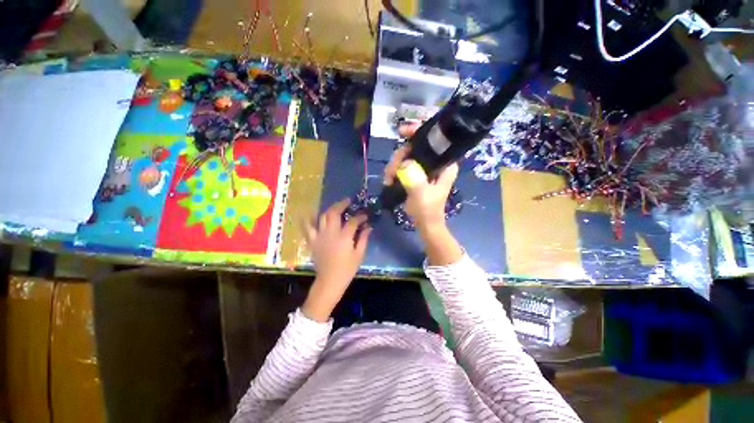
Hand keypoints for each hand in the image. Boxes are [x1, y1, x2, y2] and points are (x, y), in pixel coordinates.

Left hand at [302, 199, 371, 320]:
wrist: (329, 281)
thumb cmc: (347, 269)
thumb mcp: (359, 255)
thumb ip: (364, 238)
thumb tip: (368, 227)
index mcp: (344, 237)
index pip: (353, 221)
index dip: (360, 216)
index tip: (365, 216)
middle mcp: (331, 233)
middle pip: (334, 213)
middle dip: (341, 204)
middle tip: (347, 201)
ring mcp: (320, 236)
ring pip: (322, 217)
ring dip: (329, 209)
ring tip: (335, 207)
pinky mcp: (312, 241)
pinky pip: (307, 227)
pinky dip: (307, 219)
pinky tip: (310, 213)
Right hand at [384, 123, 458, 231]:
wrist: (425, 224)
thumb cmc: (428, 210)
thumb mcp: (422, 195)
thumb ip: (415, 178)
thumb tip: (404, 162)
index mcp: (445, 164)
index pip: (434, 139)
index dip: (418, 131)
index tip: (402, 131)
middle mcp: (436, 162)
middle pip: (415, 146)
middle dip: (399, 156)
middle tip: (390, 171)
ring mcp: (426, 168)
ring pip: (407, 155)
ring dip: (394, 165)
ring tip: (388, 179)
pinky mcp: (417, 174)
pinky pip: (403, 165)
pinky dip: (394, 170)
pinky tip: (389, 179)